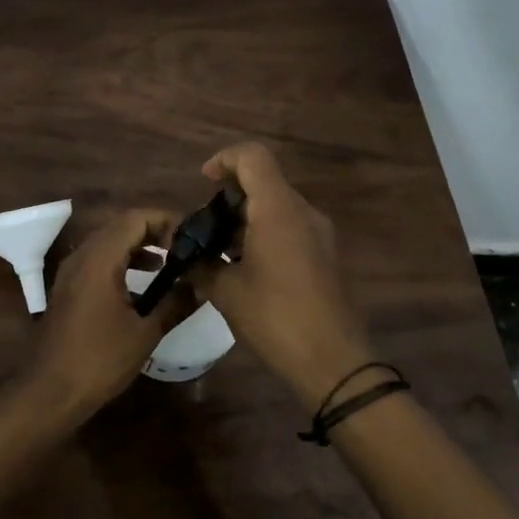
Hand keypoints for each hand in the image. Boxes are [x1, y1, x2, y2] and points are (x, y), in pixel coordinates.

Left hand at [28, 208, 180, 420]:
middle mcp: (82, 256)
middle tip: (184, 246)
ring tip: (169, 262)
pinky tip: (142, 284)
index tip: (191, 235)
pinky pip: (98, 260)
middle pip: (121, 225)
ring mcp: (71, 271)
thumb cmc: (99, 360)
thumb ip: (174, 304)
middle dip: (154, 230)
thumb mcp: (145, 333)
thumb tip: (199, 286)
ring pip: (108, 242)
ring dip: (138, 245)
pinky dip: (122, 261)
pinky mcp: (68, 288)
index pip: (135, 218)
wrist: (49, 392)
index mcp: (100, 259)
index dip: (165, 220)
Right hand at [195, 143, 370, 407]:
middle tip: (204, 229)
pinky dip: (264, 234)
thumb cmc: (276, 318)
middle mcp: (303, 212)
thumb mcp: (227, 292)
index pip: (253, 157)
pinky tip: (245, 268)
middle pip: (265, 181)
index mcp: (278, 209)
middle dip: (230, 197)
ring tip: (219, 252)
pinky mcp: (325, 255)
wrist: (334, 361)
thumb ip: (202, 265)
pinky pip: (290, 227)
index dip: (225, 160)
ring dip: (246, 218)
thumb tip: (184, 257)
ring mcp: (320, 233)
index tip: (204, 183)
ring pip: (277, 206)